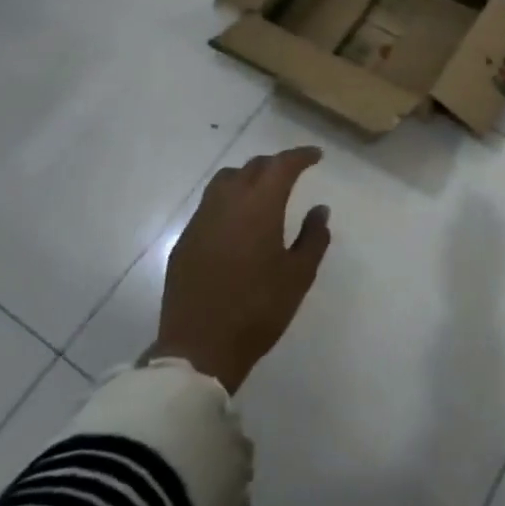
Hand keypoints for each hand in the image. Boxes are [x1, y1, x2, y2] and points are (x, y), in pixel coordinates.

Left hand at [145, 146, 332, 392]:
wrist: (199, 349)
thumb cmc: (258, 310)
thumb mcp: (298, 276)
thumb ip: (313, 237)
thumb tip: (319, 210)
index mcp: (259, 207)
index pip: (281, 166)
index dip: (300, 156)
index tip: (315, 156)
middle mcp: (227, 203)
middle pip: (252, 167)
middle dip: (275, 165)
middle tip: (292, 173)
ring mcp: (201, 221)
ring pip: (225, 180)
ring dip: (247, 177)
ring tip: (262, 191)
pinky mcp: (185, 241)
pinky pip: (209, 205)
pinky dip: (228, 200)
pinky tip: (237, 221)